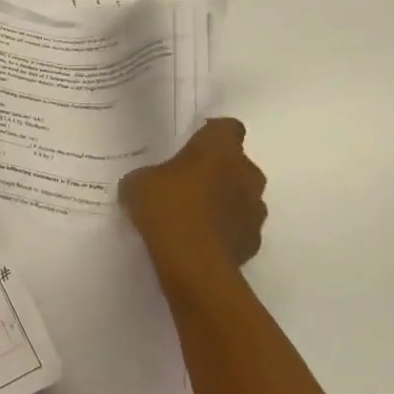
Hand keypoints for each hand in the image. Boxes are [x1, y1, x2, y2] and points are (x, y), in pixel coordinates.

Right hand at [119, 118, 267, 287]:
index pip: (227, 127)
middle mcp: (246, 173)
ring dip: (223, 201)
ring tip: (193, 216)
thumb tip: (146, 183)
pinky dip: (225, 230)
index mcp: (220, 148)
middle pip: (236, 163)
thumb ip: (146, 176)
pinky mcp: (254, 241)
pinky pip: (239, 227)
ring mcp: (255, 209)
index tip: (192, 146)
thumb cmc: (167, 209)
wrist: (193, 265)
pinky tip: (200, 241)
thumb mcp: (137, 183)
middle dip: (216, 170)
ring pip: (241, 196)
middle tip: (186, 182)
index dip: (211, 135)